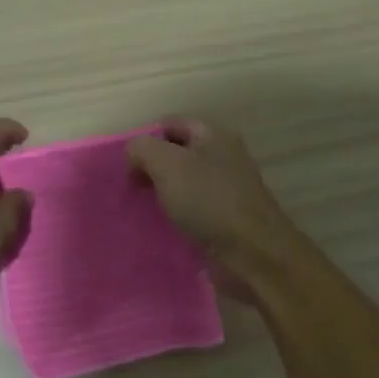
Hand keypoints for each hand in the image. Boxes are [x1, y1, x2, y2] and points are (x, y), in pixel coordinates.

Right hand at [125, 118, 304, 296]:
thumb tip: (133, 157)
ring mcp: (225, 190)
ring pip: (183, 185)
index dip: (145, 139)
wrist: (252, 253)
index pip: (171, 124)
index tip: (126, 165)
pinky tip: (158, 229)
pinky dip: (174, 218)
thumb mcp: (167, 163)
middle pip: (177, 154)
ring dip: (160, 196)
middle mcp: (223, 158)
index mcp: (214, 135)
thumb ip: (142, 150)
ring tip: (138, 209)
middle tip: (130, 188)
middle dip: (150, 169)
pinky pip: (191, 212)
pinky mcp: (224, 220)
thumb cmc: (208, 200)